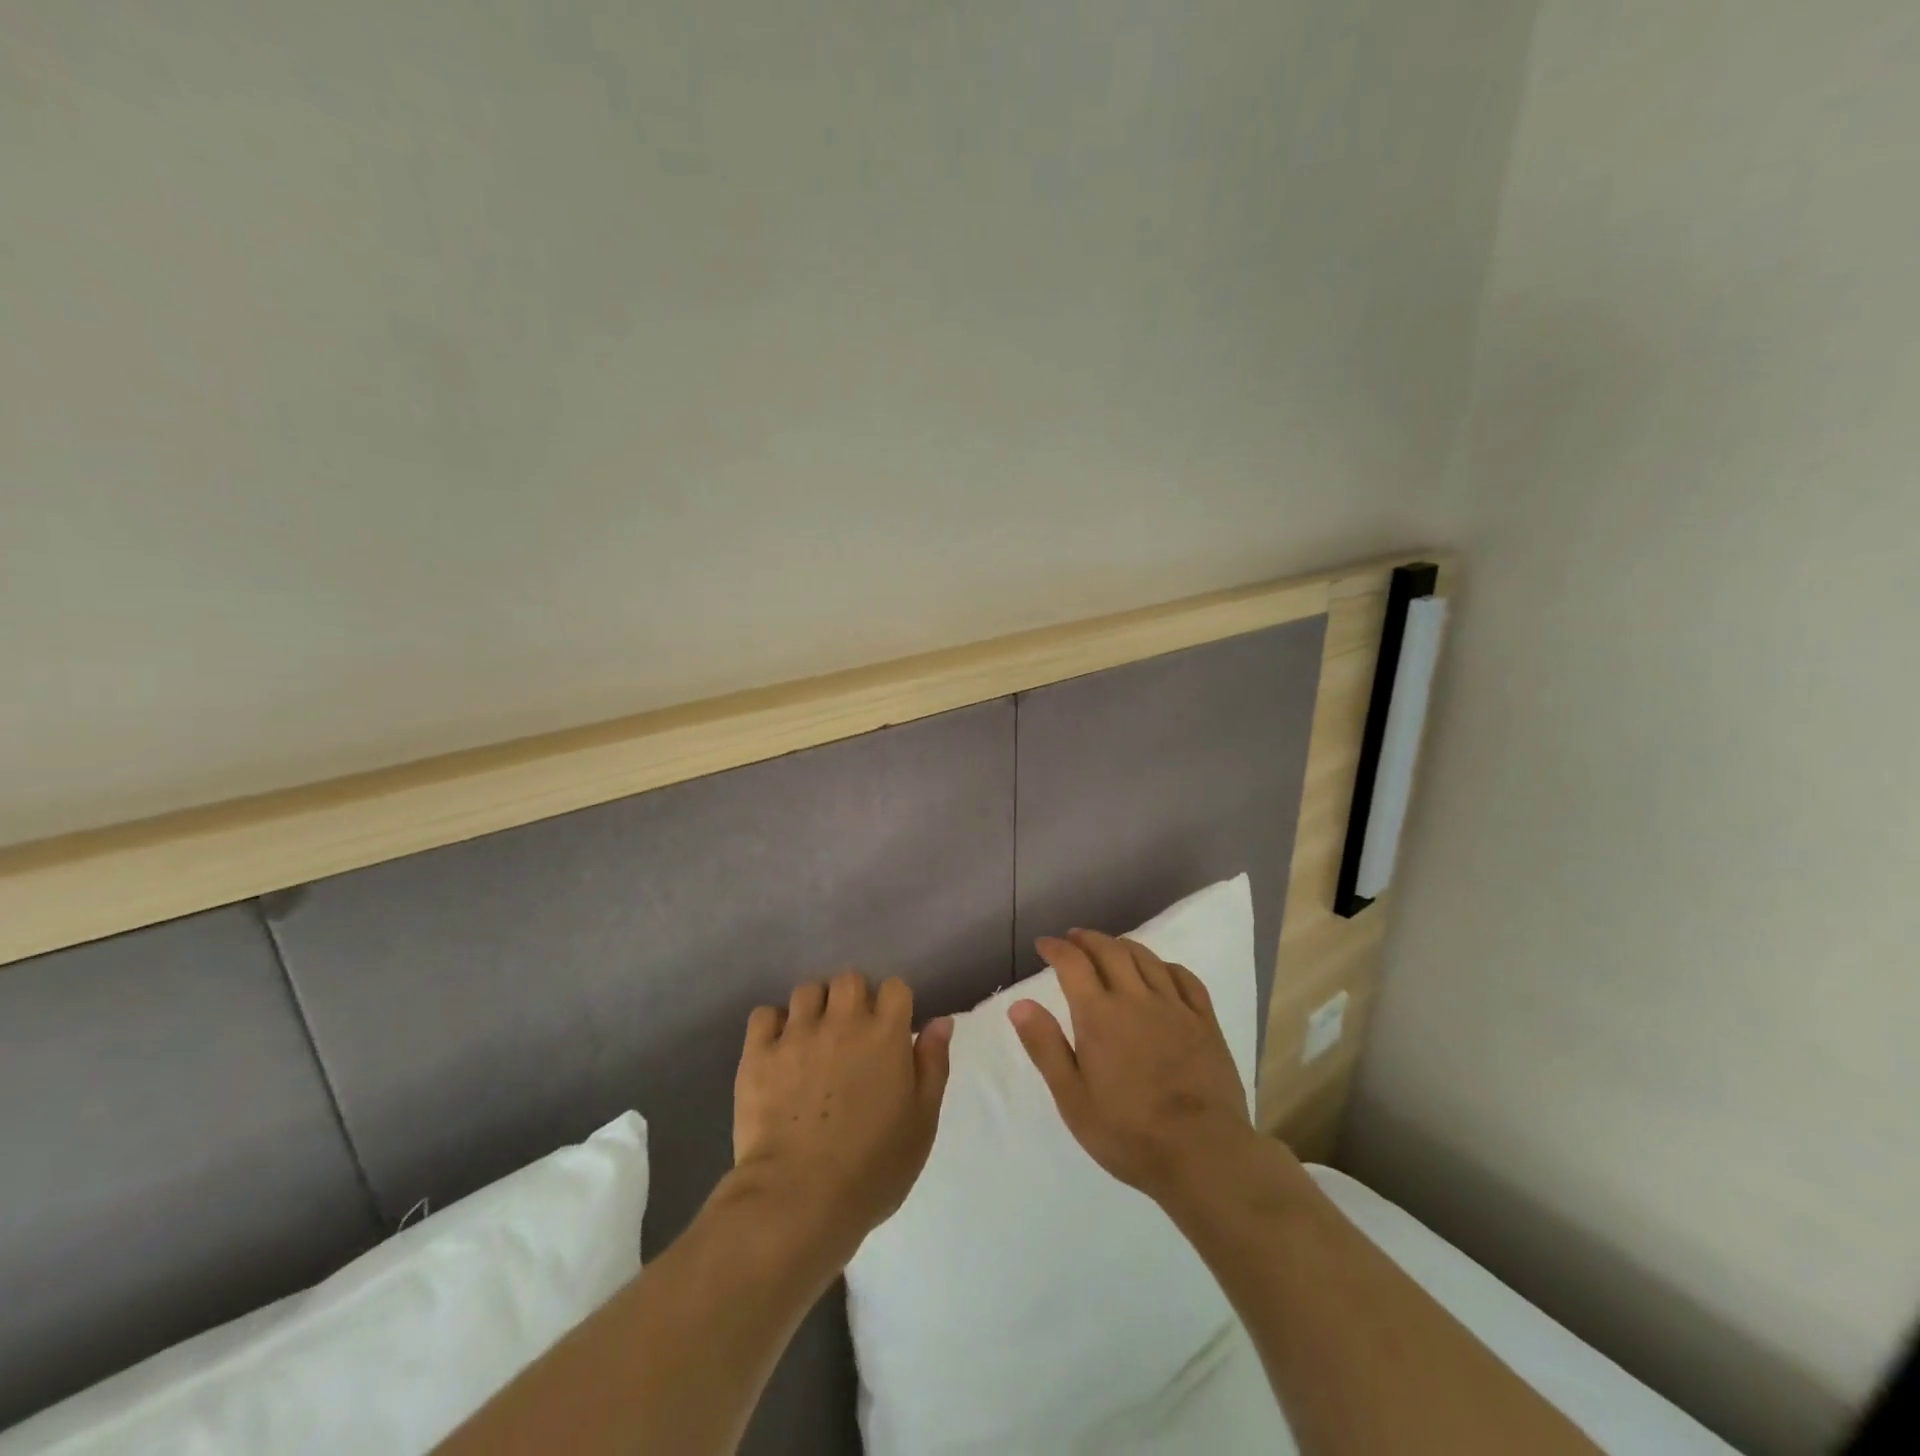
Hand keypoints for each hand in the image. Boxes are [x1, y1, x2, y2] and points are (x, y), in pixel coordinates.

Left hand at [731, 971, 952, 1265]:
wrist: (799, 1199)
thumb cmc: (873, 1168)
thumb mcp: (922, 1122)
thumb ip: (933, 1064)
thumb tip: (940, 1020)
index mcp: (886, 1034)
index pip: (895, 987)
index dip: (894, 1004)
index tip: (890, 1029)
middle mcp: (842, 1022)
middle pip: (849, 979)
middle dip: (853, 997)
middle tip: (851, 1032)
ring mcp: (796, 1034)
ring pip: (806, 991)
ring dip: (815, 1008)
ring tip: (813, 1038)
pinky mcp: (758, 1054)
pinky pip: (764, 1015)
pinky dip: (772, 1026)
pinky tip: (778, 1050)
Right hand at [1009, 929, 1265, 1207]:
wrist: (1203, 1155)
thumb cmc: (1128, 1133)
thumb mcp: (1072, 1099)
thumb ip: (1045, 1047)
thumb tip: (1020, 1003)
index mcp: (1099, 1016)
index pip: (1073, 964)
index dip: (1056, 948)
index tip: (1044, 944)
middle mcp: (1136, 999)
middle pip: (1110, 951)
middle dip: (1087, 939)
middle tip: (1073, 939)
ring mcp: (1175, 1008)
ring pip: (1146, 958)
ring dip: (1122, 945)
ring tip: (1110, 946)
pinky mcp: (1205, 1022)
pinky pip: (1185, 978)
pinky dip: (1166, 965)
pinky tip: (1160, 970)